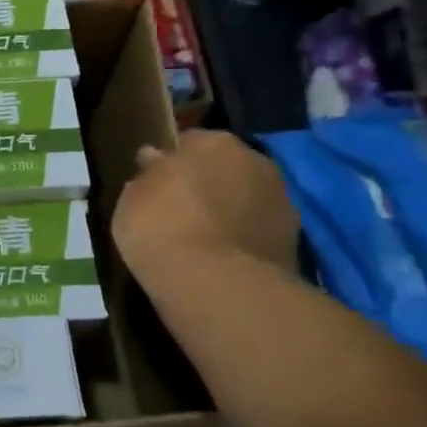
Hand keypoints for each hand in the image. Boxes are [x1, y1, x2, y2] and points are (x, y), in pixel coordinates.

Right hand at [112, 131, 298, 278]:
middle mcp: (255, 160)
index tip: (155, 182)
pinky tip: (221, 260)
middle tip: (179, 210)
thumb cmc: (161, 227)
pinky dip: (243, 240)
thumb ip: (148, 175)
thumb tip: (155, 161)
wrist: (216, 284)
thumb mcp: (132, 197)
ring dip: (228, 212)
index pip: (188, 142)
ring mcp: (280, 201)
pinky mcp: (294, 241)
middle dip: (206, 184)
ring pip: (245, 199)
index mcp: (214, 141)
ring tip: (201, 240)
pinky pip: (256, 232)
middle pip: (224, 168)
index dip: (170, 162)